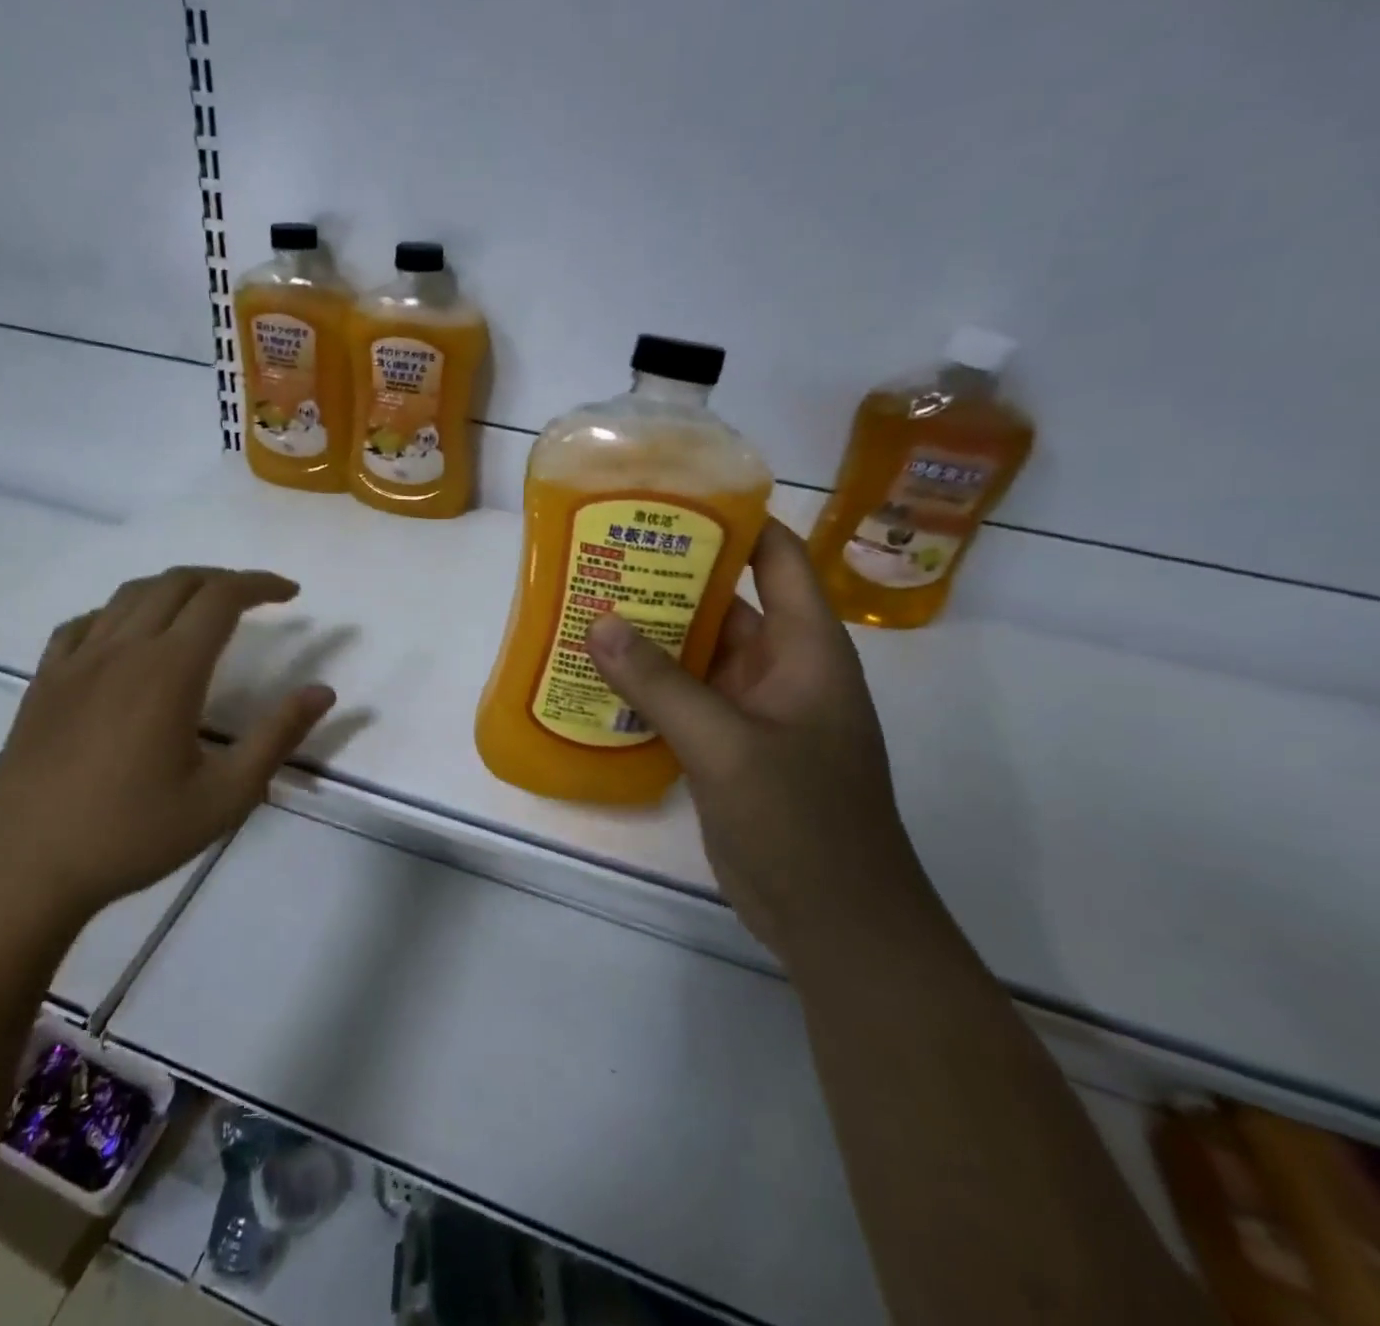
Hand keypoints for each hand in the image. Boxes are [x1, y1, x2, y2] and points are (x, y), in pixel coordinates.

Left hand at [0, 567, 334, 929]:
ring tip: (201, 608)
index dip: (260, 585)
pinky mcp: (44, 681)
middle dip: (223, 579)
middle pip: (178, 583)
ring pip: (130, 594)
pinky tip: (128, 636)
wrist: (23, 869)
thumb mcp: (224, 797)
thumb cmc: (132, 835)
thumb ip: (277, 738)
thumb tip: (323, 691)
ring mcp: (76, 661)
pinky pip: (84, 622)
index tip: (291, 594)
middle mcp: (123, 650)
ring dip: (175, 587)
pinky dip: (121, 612)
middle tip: (255, 598)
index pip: (221, 598)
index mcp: (169, 670)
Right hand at [585, 520, 924, 956]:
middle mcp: (783, 668)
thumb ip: (660, 683)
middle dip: (670, 579)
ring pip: (700, 653)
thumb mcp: (726, 744)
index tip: (671, 501)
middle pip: (727, 602)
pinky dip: (650, 685)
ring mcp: (756, 709)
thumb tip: (598, 622)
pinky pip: (687, 698)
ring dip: (652, 635)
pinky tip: (600, 677)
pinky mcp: (732, 746)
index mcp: (806, 648)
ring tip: (588, 607)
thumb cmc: (801, 821)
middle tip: (603, 555)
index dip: (734, 522)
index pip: (777, 558)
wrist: (835, 921)